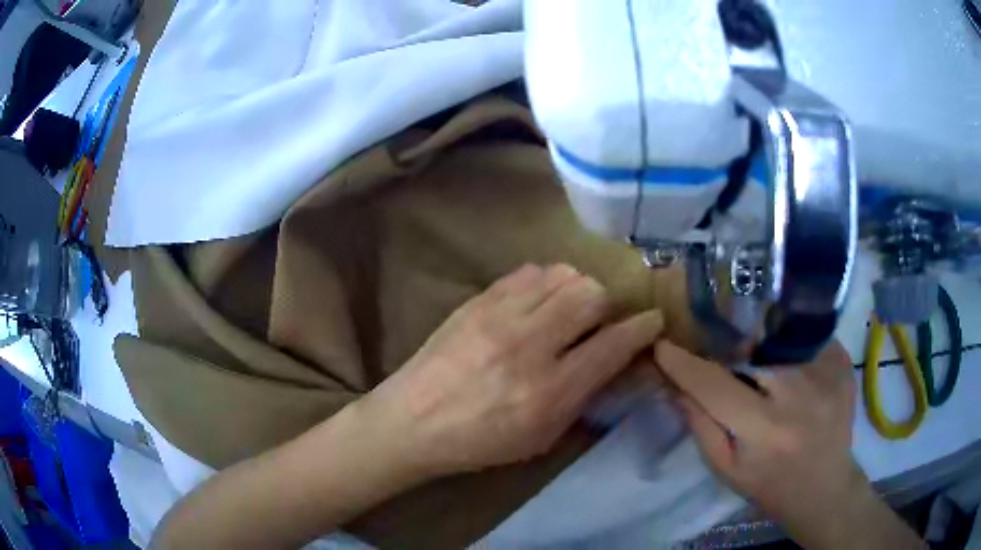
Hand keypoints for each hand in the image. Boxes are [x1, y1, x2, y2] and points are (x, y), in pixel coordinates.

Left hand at [358, 264, 663, 476]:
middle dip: (607, 306)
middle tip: (598, 323)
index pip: (613, 344)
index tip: (652, 322)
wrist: (412, 421)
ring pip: (563, 275)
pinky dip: (545, 283)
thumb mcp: (540, 437)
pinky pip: (528, 272)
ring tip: (567, 311)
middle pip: (591, 294)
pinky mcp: (477, 300)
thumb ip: (584, 397)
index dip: (642, 328)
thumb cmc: (479, 442)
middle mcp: (529, 346)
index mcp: (549, 391)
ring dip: (576, 290)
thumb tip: (617, 361)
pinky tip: (537, 303)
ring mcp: (499, 316)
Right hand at [657, 340, 921, 548]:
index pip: (715, 385)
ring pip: (777, 336)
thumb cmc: (771, 485)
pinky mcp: (842, 360)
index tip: (663, 347)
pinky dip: (789, 344)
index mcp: (765, 430)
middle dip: (725, 347)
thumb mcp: (727, 469)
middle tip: (715, 353)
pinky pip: (804, 336)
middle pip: (748, 348)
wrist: (825, 487)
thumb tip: (676, 386)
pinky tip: (788, 364)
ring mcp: (825, 371)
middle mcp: (798, 394)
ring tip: (754, 360)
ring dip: (758, 344)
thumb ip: (701, 427)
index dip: (685, 364)